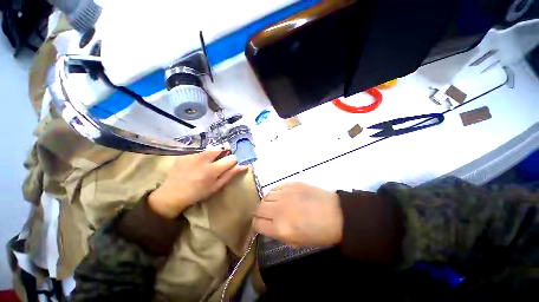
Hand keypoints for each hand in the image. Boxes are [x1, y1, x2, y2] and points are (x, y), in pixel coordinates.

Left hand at [148, 150, 247, 217]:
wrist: (173, 193)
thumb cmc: (198, 192)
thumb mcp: (216, 186)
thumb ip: (230, 174)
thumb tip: (243, 166)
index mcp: (212, 170)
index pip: (231, 158)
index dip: (233, 161)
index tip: (230, 164)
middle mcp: (203, 159)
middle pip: (221, 148)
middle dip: (224, 153)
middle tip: (220, 161)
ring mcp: (193, 154)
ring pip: (211, 147)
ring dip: (214, 152)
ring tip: (209, 161)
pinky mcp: (185, 152)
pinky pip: (200, 148)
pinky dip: (203, 152)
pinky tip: (199, 160)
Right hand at [254, 182, 342, 247]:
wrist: (336, 213)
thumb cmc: (319, 232)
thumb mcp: (297, 242)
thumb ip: (278, 234)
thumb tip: (268, 226)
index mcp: (280, 228)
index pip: (257, 224)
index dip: (257, 226)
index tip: (260, 225)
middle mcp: (278, 210)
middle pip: (259, 209)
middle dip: (260, 214)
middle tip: (267, 215)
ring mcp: (284, 194)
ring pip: (265, 197)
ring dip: (267, 203)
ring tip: (274, 206)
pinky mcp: (290, 184)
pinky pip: (275, 188)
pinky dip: (275, 193)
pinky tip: (281, 197)